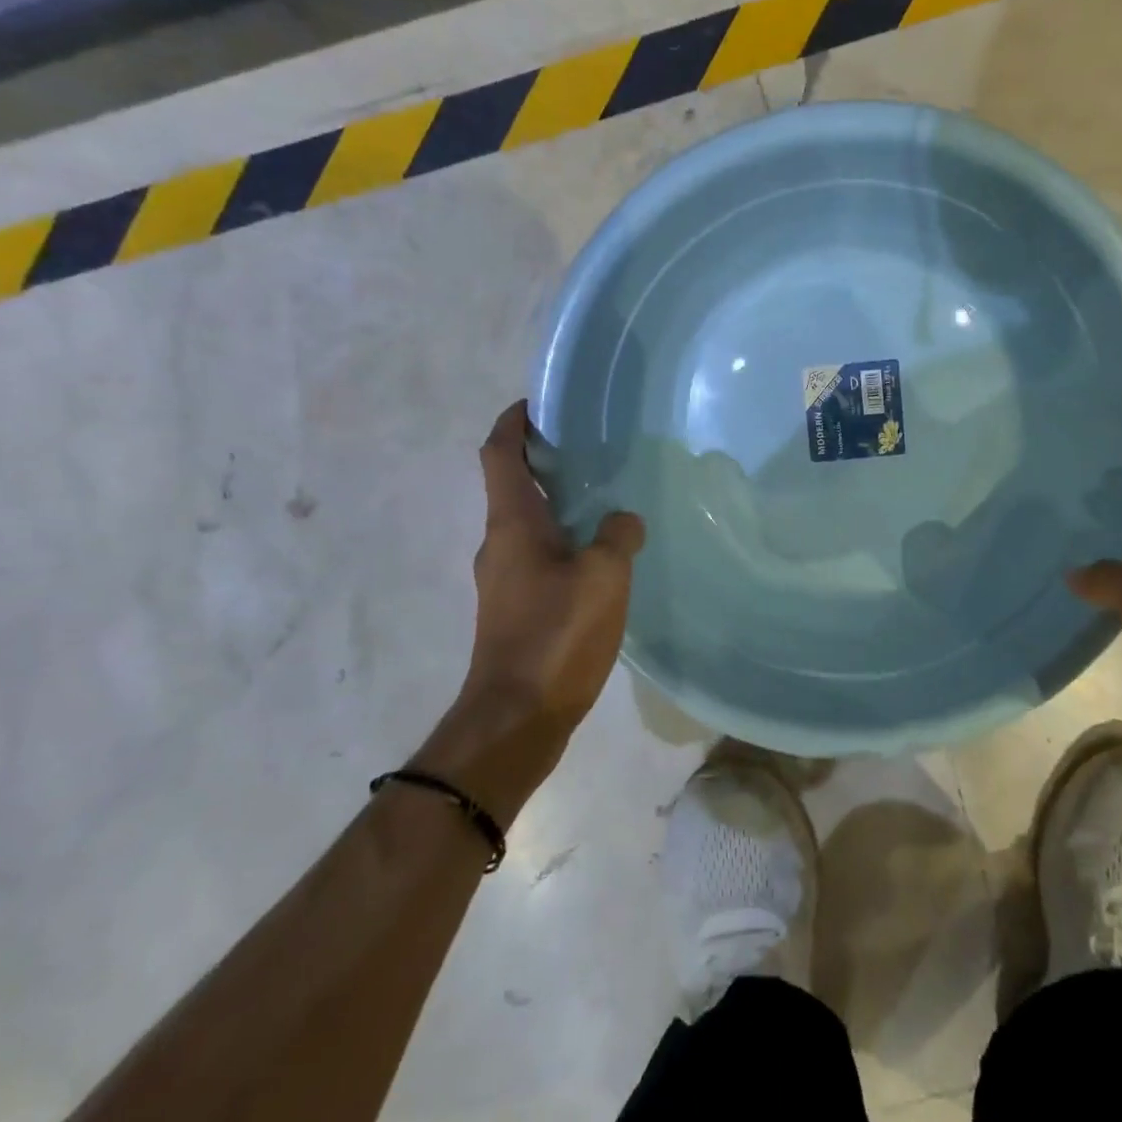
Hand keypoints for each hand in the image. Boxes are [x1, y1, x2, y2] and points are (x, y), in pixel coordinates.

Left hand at [416, 402, 643, 821]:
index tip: (538, 404)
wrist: (516, 718)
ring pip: (527, 524)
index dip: (513, 422)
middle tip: (589, 447)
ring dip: (556, 502)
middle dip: (542, 459)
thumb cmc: (556, 636)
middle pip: (512, 485)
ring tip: (604, 497)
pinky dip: (563, 541)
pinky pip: (538, 557)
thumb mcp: (604, 577)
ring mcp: (504, 580)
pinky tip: (600, 557)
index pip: (499, 453)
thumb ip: (618, 536)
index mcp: (512, 524)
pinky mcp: (516, 610)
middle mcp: (499, 544)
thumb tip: (622, 520)